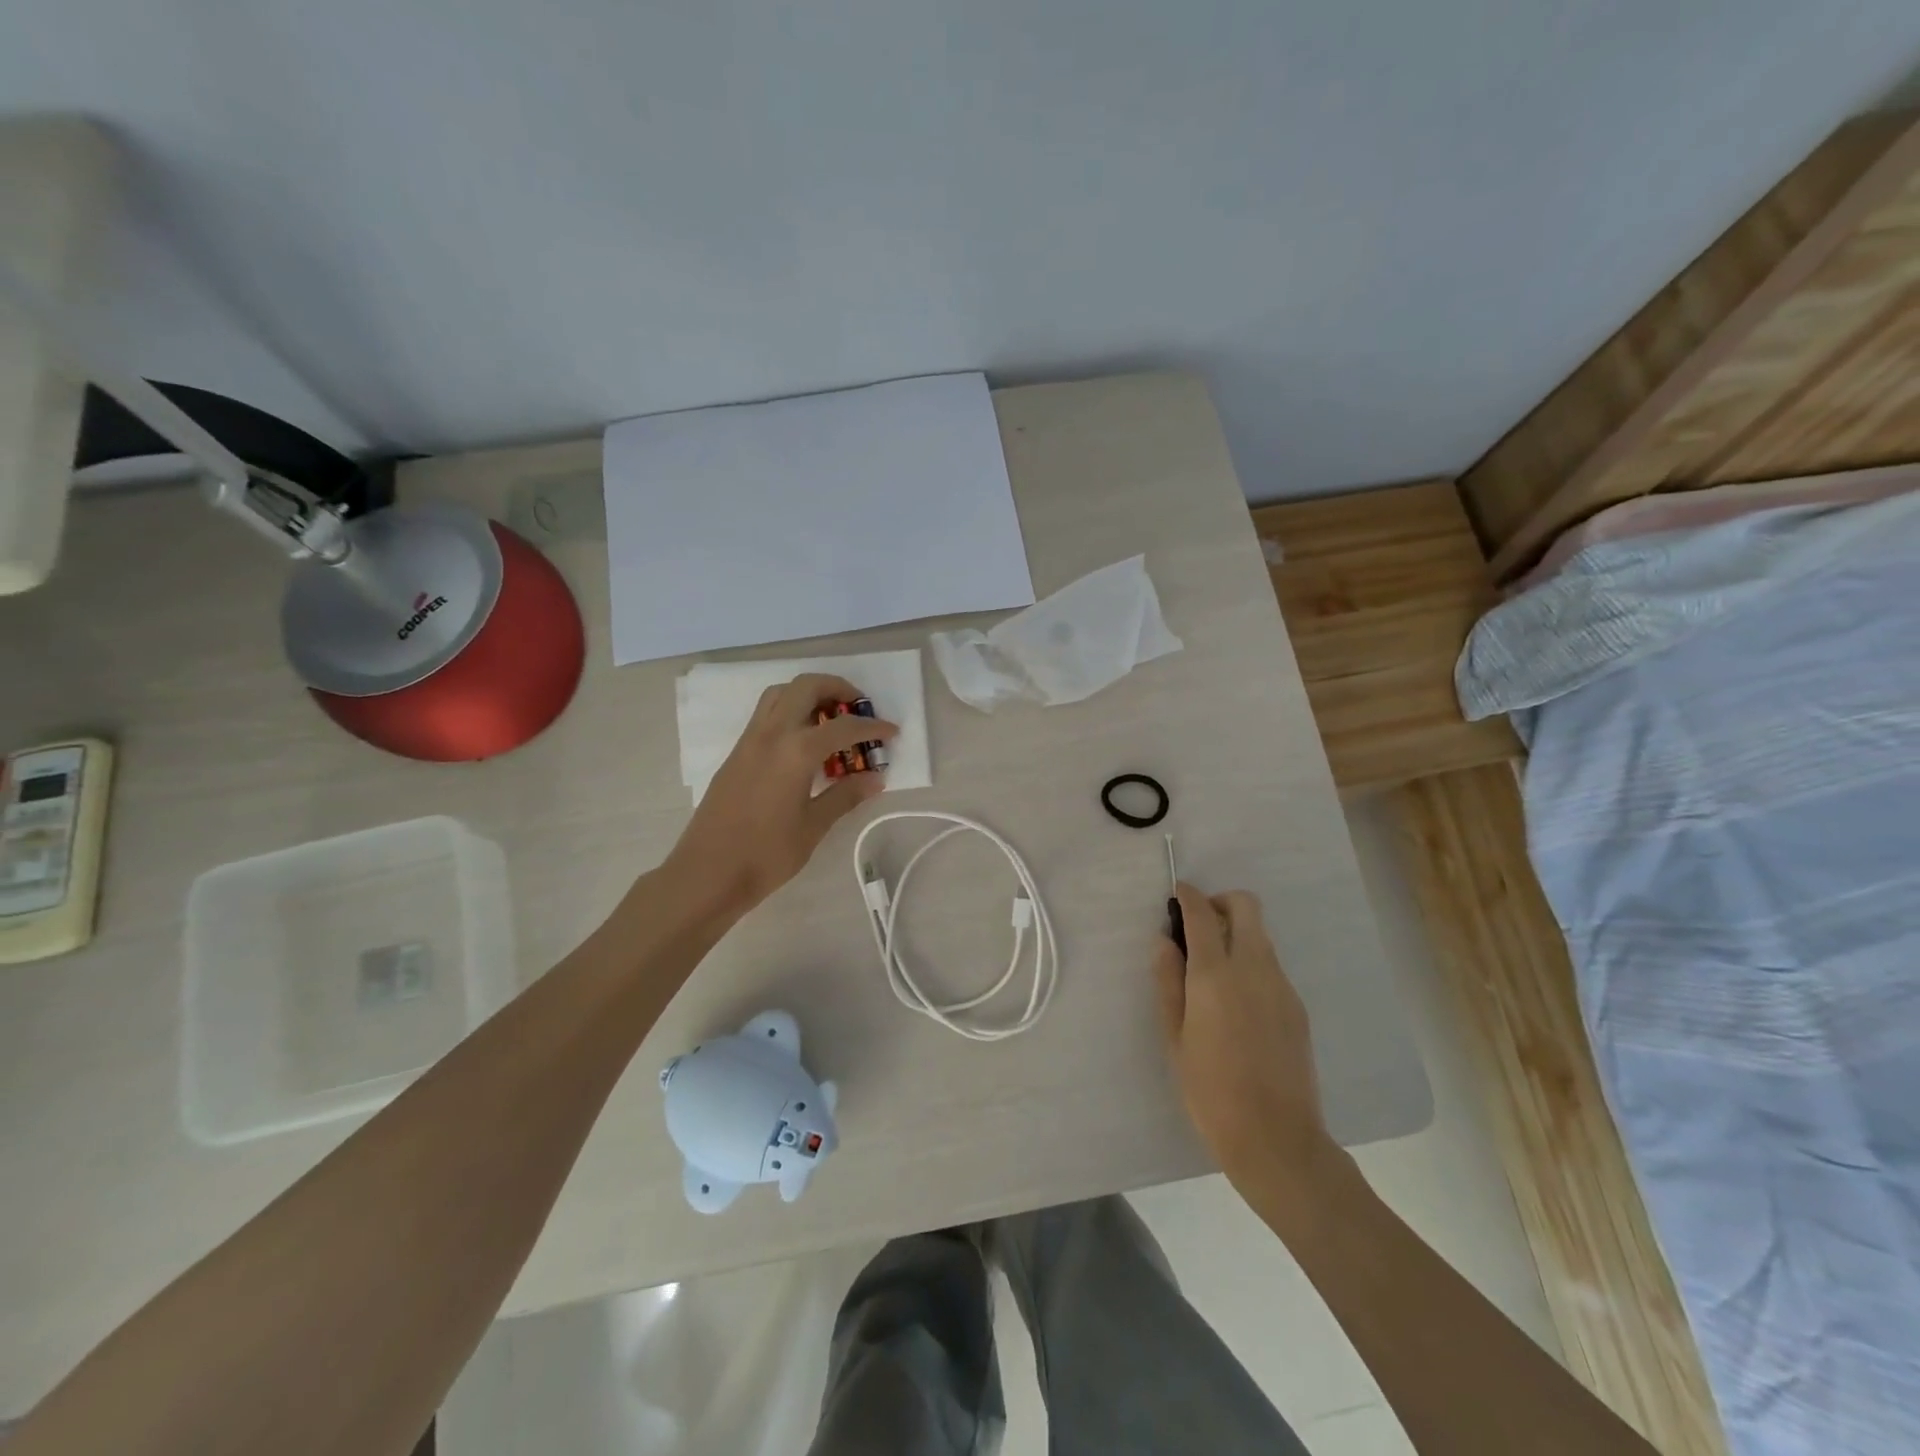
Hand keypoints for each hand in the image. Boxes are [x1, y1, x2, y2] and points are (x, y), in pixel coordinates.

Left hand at [666, 674, 897, 913]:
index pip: (842, 726)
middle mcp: (771, 734)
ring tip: (830, 718)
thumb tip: (875, 778)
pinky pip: (765, 715)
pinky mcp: (736, 754)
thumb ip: (845, 796)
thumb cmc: (766, 854)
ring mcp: (749, 741)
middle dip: (836, 688)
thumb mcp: (814, 826)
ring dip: (808, 695)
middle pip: (805, 687)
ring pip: (779, 694)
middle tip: (858, 707)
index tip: (892, 731)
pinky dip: (789, 712)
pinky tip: (803, 744)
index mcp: (795, 751)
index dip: (872, 726)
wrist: (707, 873)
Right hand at [1154, 884, 1336, 1198]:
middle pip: (1246, 906)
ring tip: (1213, 970)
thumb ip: (1168, 981)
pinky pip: (1271, 965)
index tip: (1177, 893)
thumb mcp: (1174, 1037)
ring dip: (1237, 933)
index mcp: (1215, 975)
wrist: (1277, 1139)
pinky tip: (1236, 1002)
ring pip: (1261, 935)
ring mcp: (1281, 986)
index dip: (1188, 896)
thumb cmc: (1210, 1090)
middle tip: (1198, 926)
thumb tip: (1164, 942)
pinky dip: (1251, 962)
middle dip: (1220, 903)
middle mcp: (1253, 968)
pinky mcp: (1296, 1006)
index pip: (1203, 914)